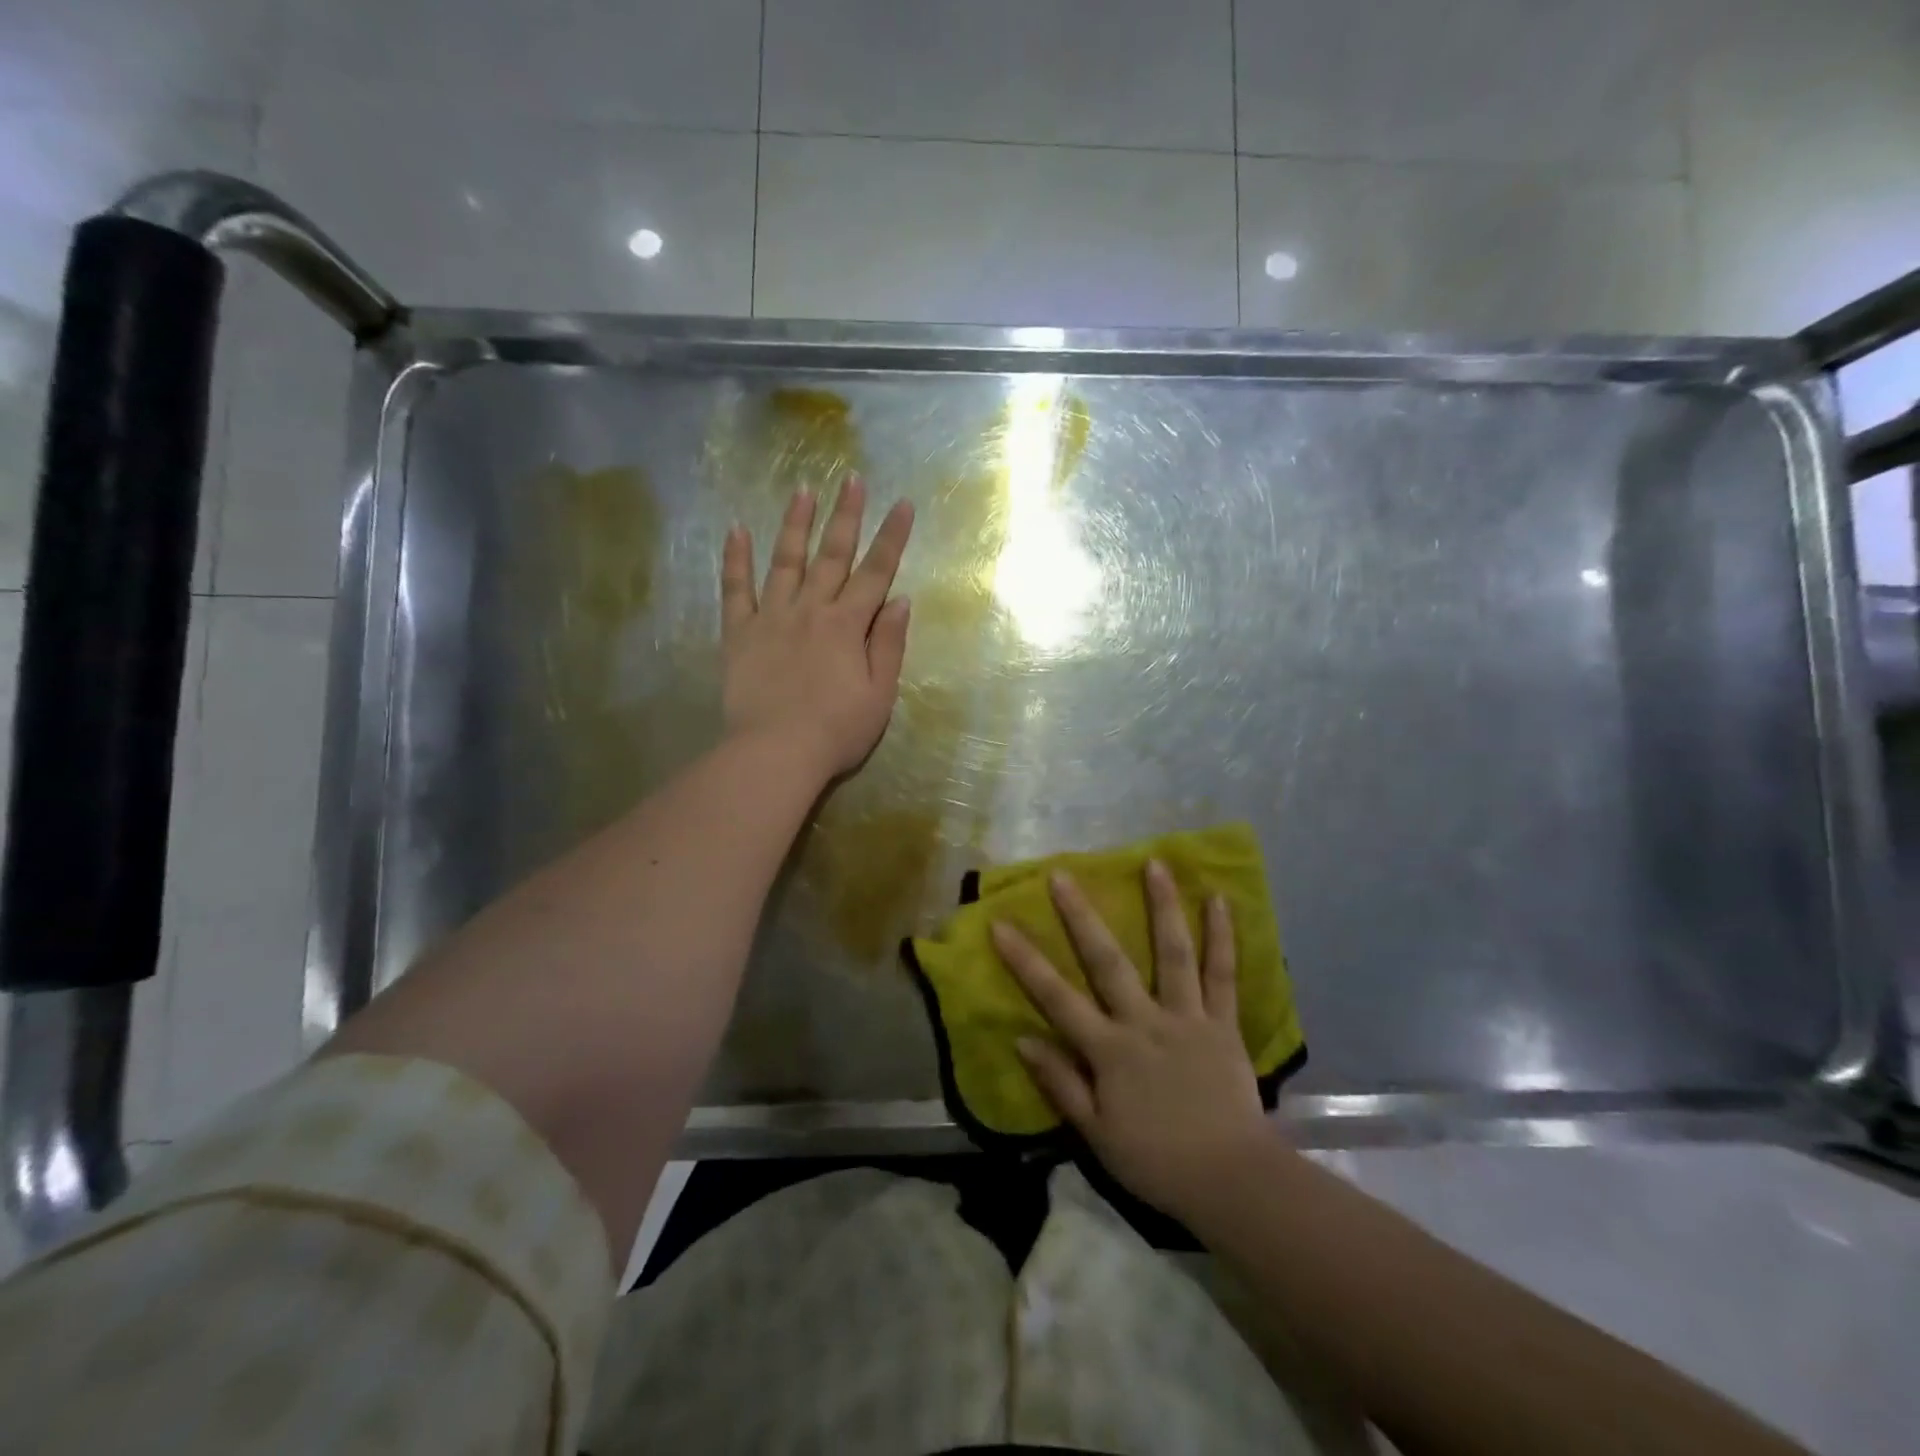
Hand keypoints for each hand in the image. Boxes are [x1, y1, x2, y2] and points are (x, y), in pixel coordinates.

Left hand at [721, 476, 914, 779]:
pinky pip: (735, 589)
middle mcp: (811, 610)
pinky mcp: (739, 633)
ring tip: (802, 489)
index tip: (903, 504)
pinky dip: (735, 559)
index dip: (892, 537)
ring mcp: (771, 618)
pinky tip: (736, 530)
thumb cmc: (837, 731)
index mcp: (848, 625)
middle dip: (846, 515)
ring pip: (785, 561)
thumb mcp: (880, 694)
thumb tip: (900, 600)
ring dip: (795, 524)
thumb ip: (889, 645)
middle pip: (832, 555)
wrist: (776, 752)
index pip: (875, 573)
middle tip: (852, 478)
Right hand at [993, 862, 1275, 1220]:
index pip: (1057, 997)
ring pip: (1173, 953)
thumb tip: (1022, 1039)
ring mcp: (1187, 1017)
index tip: (1000, 924)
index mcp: (1110, 1050)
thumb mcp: (1096, 1134)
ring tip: (1154, 863)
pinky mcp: (1224, 1023)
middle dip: (1082, 916)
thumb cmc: (1156, 1160)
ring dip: (1162, 906)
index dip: (1025, 960)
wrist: (1231, 1180)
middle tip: (1062, 875)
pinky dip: (1223, 938)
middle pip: (1107, 961)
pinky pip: (1223, 975)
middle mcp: (1144, 1021)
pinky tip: (1220, 901)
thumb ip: (1060, 1084)